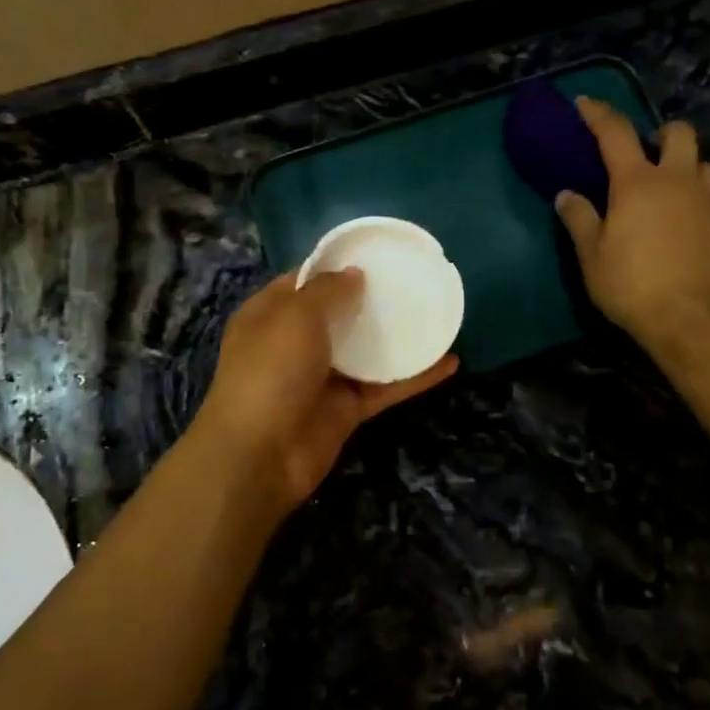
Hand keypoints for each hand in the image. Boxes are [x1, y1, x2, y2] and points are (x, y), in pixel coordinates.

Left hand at [191, 271, 456, 523]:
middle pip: (338, 314)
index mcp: (270, 314)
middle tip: (412, 280)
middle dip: (370, 298)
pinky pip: (385, 387)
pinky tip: (449, 362)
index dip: (335, 267)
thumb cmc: (271, 370)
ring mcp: (322, 378)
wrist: (261, 454)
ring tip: (434, 314)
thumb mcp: (294, 315)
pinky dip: (415, 377)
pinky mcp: (346, 409)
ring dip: (396, 336)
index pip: (304, 280)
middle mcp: (294, 343)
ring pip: (365, 351)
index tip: (374, 254)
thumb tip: (354, 274)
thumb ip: (326, 290)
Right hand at [556, 97, 709, 357]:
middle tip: (645, 154)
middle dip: (661, 133)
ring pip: (705, 163)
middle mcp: (678, 180)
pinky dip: (701, 199)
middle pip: (679, 133)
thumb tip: (566, 194)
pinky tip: (689, 222)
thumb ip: (579, 220)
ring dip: (687, 166)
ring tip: (671, 188)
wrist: (692, 320)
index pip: (615, 133)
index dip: (598, 113)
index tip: (584, 103)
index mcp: (638, 183)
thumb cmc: (632, 285)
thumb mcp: (592, 256)